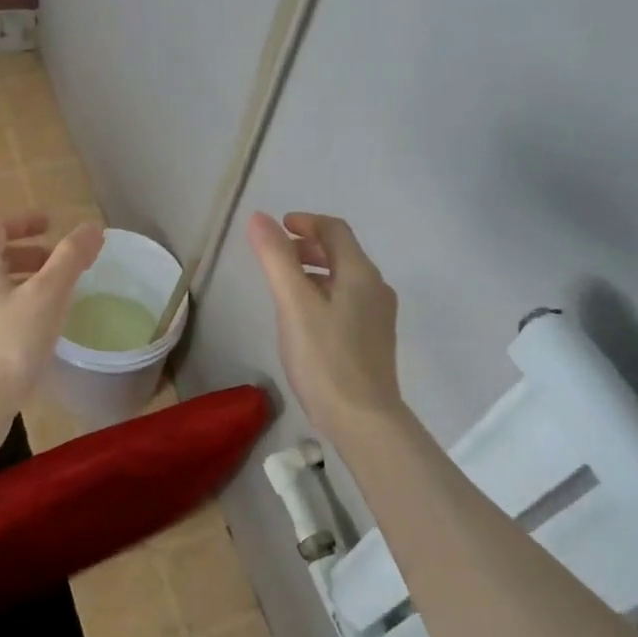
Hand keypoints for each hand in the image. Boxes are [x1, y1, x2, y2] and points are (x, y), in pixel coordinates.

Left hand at [0, 213, 104, 429]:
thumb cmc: (9, 344)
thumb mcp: (47, 296)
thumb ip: (70, 259)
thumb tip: (92, 228)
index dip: (25, 221)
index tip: (53, 226)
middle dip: (29, 255)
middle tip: (61, 265)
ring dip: (25, 283)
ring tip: (56, 297)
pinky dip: (18, 308)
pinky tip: (40, 330)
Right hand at [247, 211, 404, 441]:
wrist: (362, 419)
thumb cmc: (325, 358)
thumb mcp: (293, 305)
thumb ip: (276, 259)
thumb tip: (259, 217)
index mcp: (360, 274)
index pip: (335, 231)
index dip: (306, 222)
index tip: (278, 226)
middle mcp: (376, 288)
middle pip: (342, 253)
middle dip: (309, 247)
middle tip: (277, 255)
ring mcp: (378, 316)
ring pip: (345, 280)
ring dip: (315, 271)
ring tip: (285, 285)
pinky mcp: (374, 340)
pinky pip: (347, 302)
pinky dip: (323, 294)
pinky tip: (305, 318)